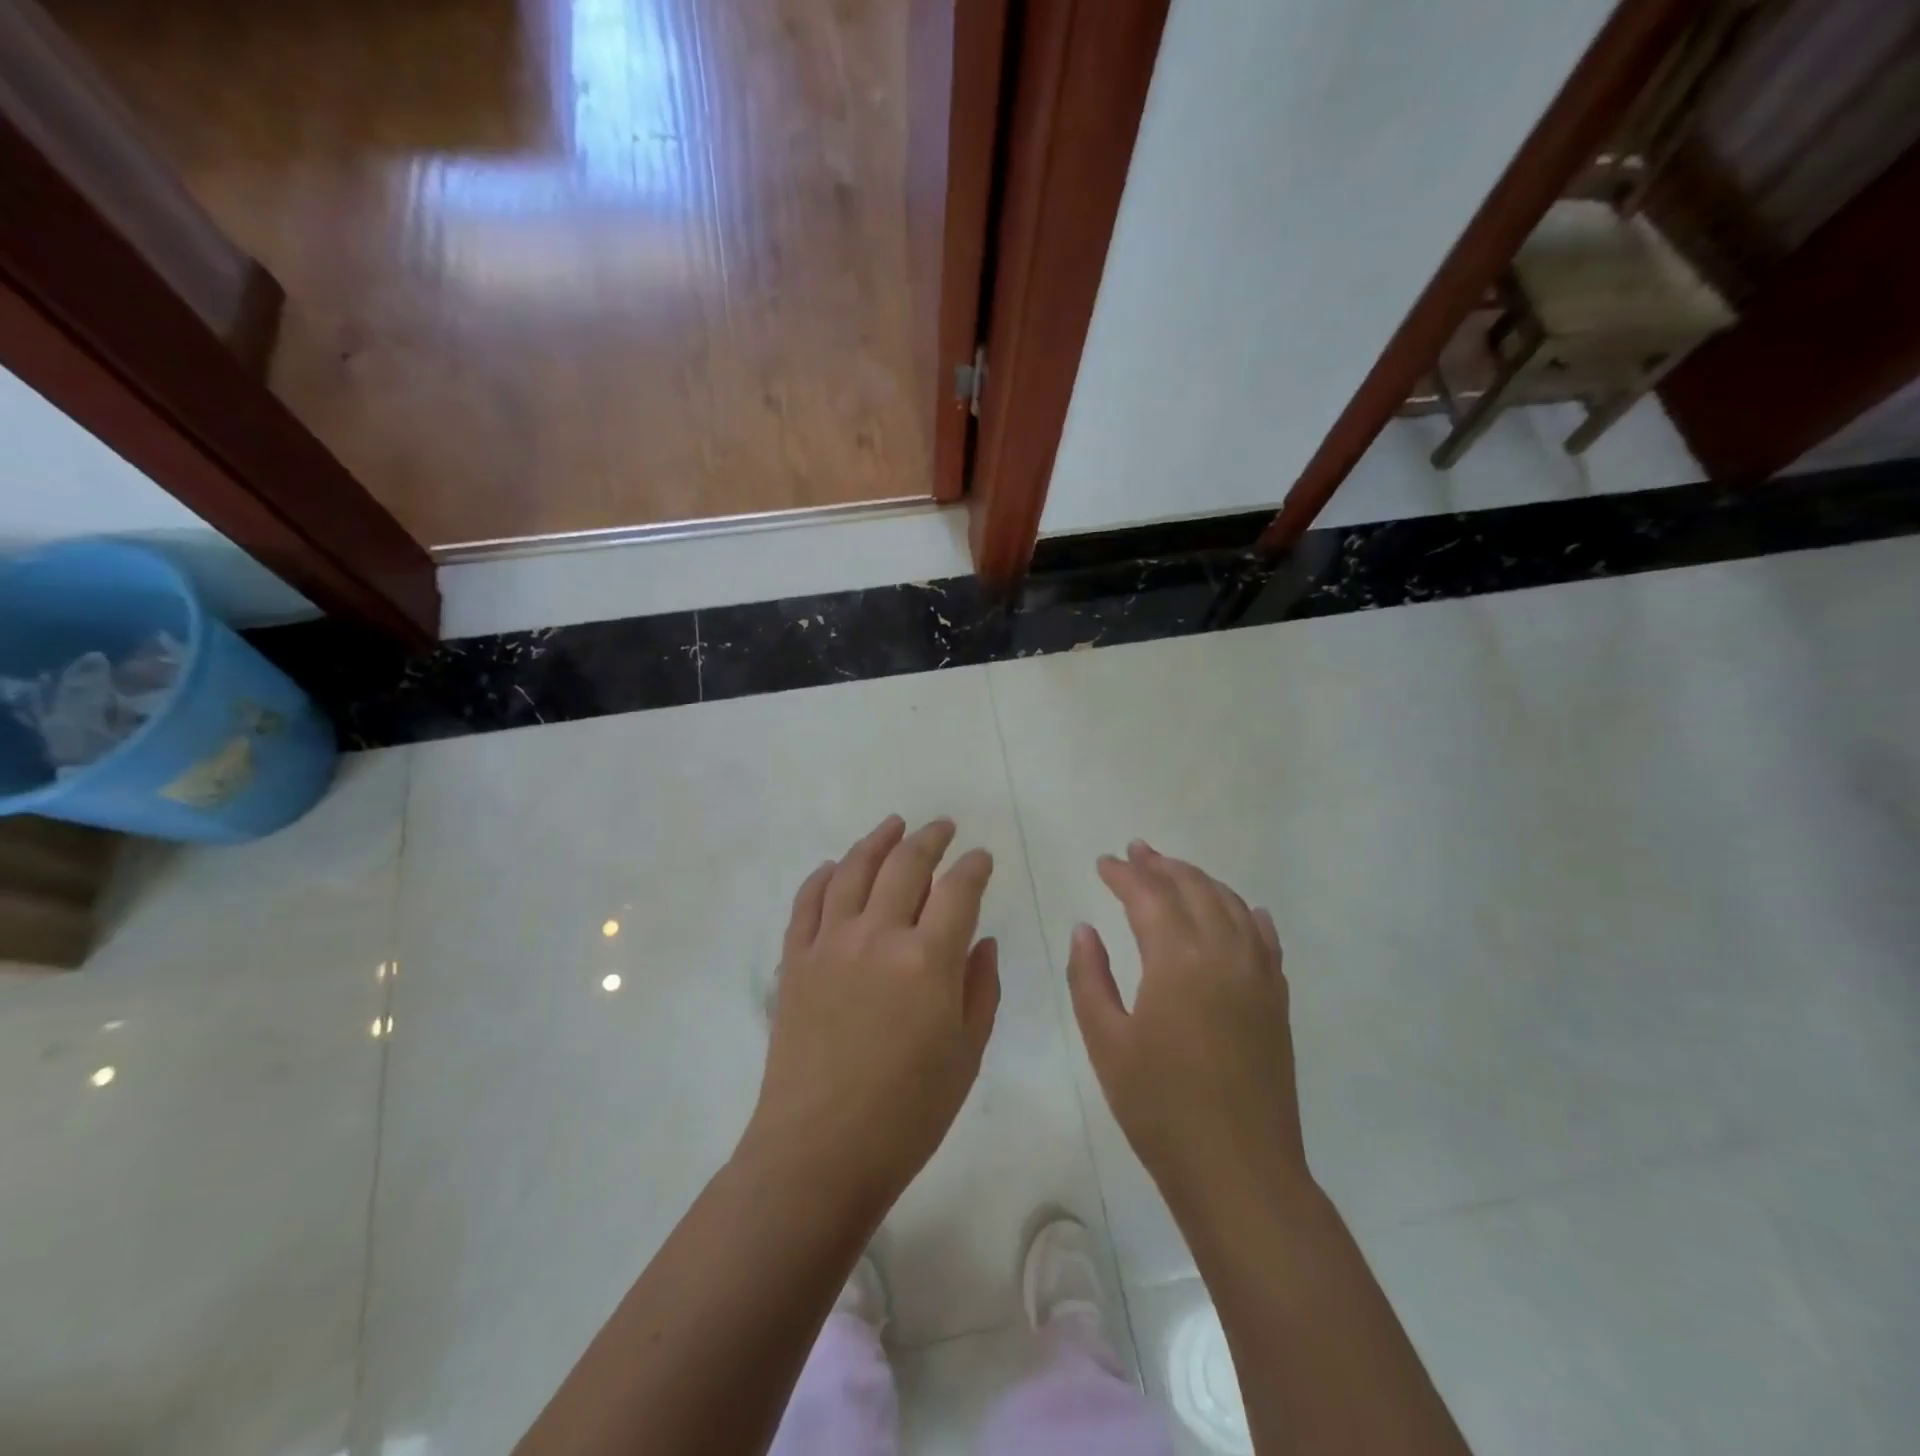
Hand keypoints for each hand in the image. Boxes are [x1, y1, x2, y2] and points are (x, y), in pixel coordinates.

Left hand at [743, 816, 998, 1218]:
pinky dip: (823, 876)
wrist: (818, 1152)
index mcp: (928, 960)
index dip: (974, 867)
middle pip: (906, 866)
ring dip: (877, 841)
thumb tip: (983, 942)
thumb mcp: (966, 1055)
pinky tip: (835, 866)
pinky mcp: (795, 960)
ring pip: (854, 870)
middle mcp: (878, 936)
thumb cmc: (907, 1114)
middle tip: (943, 827)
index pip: (958, 890)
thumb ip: (980, 989)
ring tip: (894, 825)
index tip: (982, 857)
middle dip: (930, 839)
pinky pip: (808, 901)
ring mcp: (830, 943)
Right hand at [1067, 841, 1308, 1218]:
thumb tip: (1083, 929)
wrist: (1239, 1171)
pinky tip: (1241, 910)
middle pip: (1192, 889)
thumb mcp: (1106, 1042)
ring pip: (1230, 905)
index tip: (1103, 862)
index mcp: (1177, 960)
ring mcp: (1257, 974)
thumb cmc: (1160, 1108)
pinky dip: (1246, 913)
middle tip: (1135, 851)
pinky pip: (1264, 938)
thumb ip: (1089, 977)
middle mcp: (1223, 953)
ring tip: (1175, 870)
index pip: (1148, 896)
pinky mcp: (1276, 999)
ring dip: (1200, 881)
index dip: (1123, 874)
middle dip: (1161, 866)